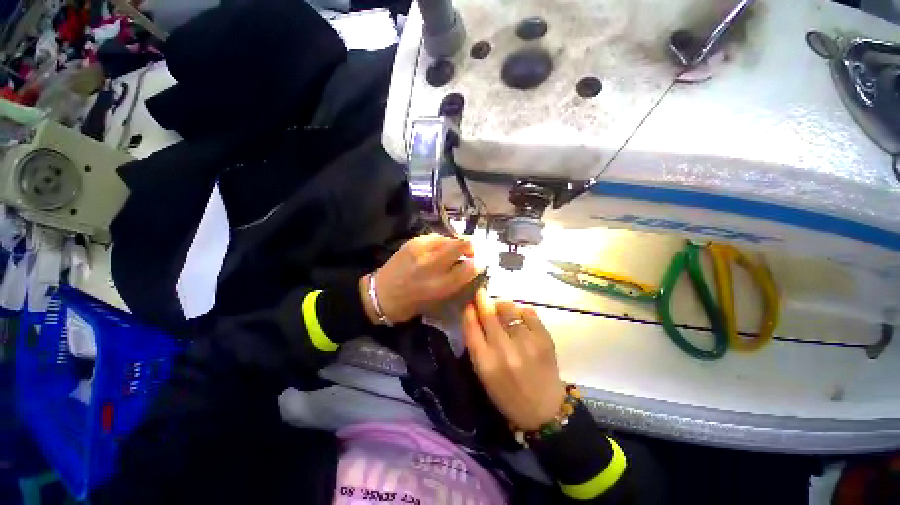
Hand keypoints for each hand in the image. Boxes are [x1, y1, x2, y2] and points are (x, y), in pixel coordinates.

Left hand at [360, 234, 477, 323]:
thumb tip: (470, 267)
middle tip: (472, 251)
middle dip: (472, 246)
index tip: (480, 263)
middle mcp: (432, 266)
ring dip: (457, 243)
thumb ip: (455, 283)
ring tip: (456, 249)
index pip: (468, 269)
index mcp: (439, 286)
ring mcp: (421, 251)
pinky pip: (435, 237)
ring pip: (449, 238)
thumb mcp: (437, 300)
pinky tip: (441, 247)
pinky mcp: (412, 242)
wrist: (380, 294)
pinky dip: (442, 241)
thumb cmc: (411, 303)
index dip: (478, 264)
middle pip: (461, 245)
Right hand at [463, 290, 565, 430]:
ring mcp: (526, 343)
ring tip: (502, 308)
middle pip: (489, 314)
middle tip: (482, 293)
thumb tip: (475, 314)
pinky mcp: (544, 339)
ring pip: (509, 308)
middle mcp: (504, 351)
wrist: (544, 411)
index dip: (469, 311)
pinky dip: (521, 310)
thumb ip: (477, 344)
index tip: (469, 303)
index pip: (471, 327)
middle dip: (483, 299)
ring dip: (502, 304)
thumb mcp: (484, 374)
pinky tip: (520, 317)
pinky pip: (529, 311)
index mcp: (485, 363)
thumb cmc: (507, 394)